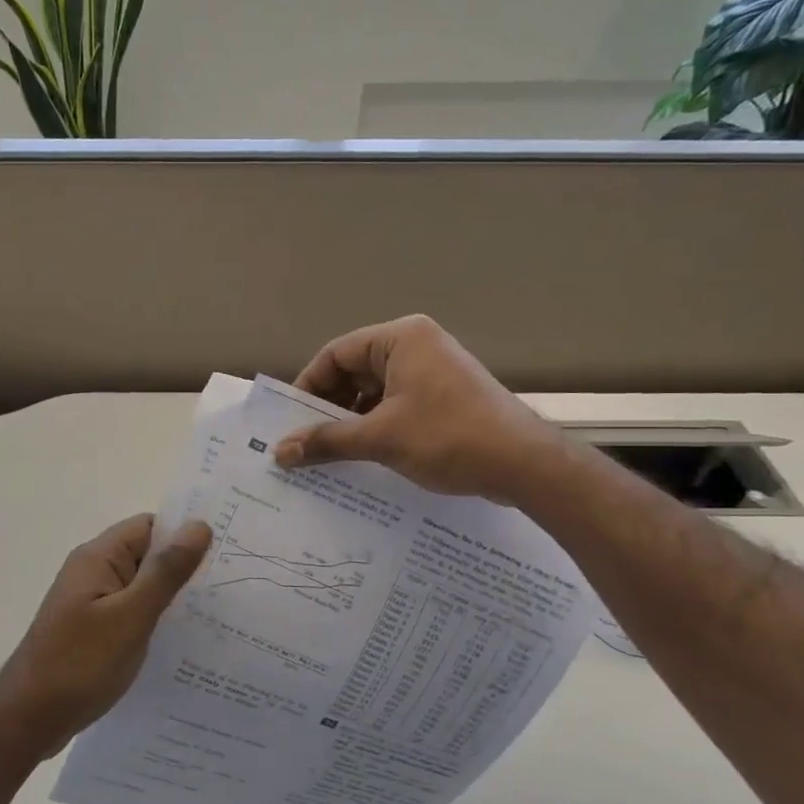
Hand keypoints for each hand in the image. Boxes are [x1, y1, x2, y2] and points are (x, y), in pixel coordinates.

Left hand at [0, 514, 213, 757]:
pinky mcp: (93, 630)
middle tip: (232, 585)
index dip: (185, 534)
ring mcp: (91, 603)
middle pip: (147, 555)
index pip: (150, 526)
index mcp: (98, 558)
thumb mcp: (131, 615)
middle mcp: (93, 572)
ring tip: (218, 614)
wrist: (28, 720)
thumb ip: (165, 571)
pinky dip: (156, 620)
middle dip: (184, 568)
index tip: (226, 550)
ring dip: (172, 597)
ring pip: (142, 587)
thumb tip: (198, 525)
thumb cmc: (80, 663)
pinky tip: (183, 641)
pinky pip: (132, 612)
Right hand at [274, 315, 560, 502]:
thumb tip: (280, 452)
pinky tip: (362, 455)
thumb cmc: (448, 438)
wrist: (523, 464)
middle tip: (306, 440)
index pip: (336, 353)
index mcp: (401, 339)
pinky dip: (376, 426)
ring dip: (351, 420)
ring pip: (375, 390)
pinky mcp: (444, 396)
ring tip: (329, 453)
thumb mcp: (380, 438)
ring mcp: (433, 371)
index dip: (308, 386)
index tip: (290, 421)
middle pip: (355, 370)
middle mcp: (416, 346)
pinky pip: (396, 404)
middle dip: (329, 406)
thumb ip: (327, 441)